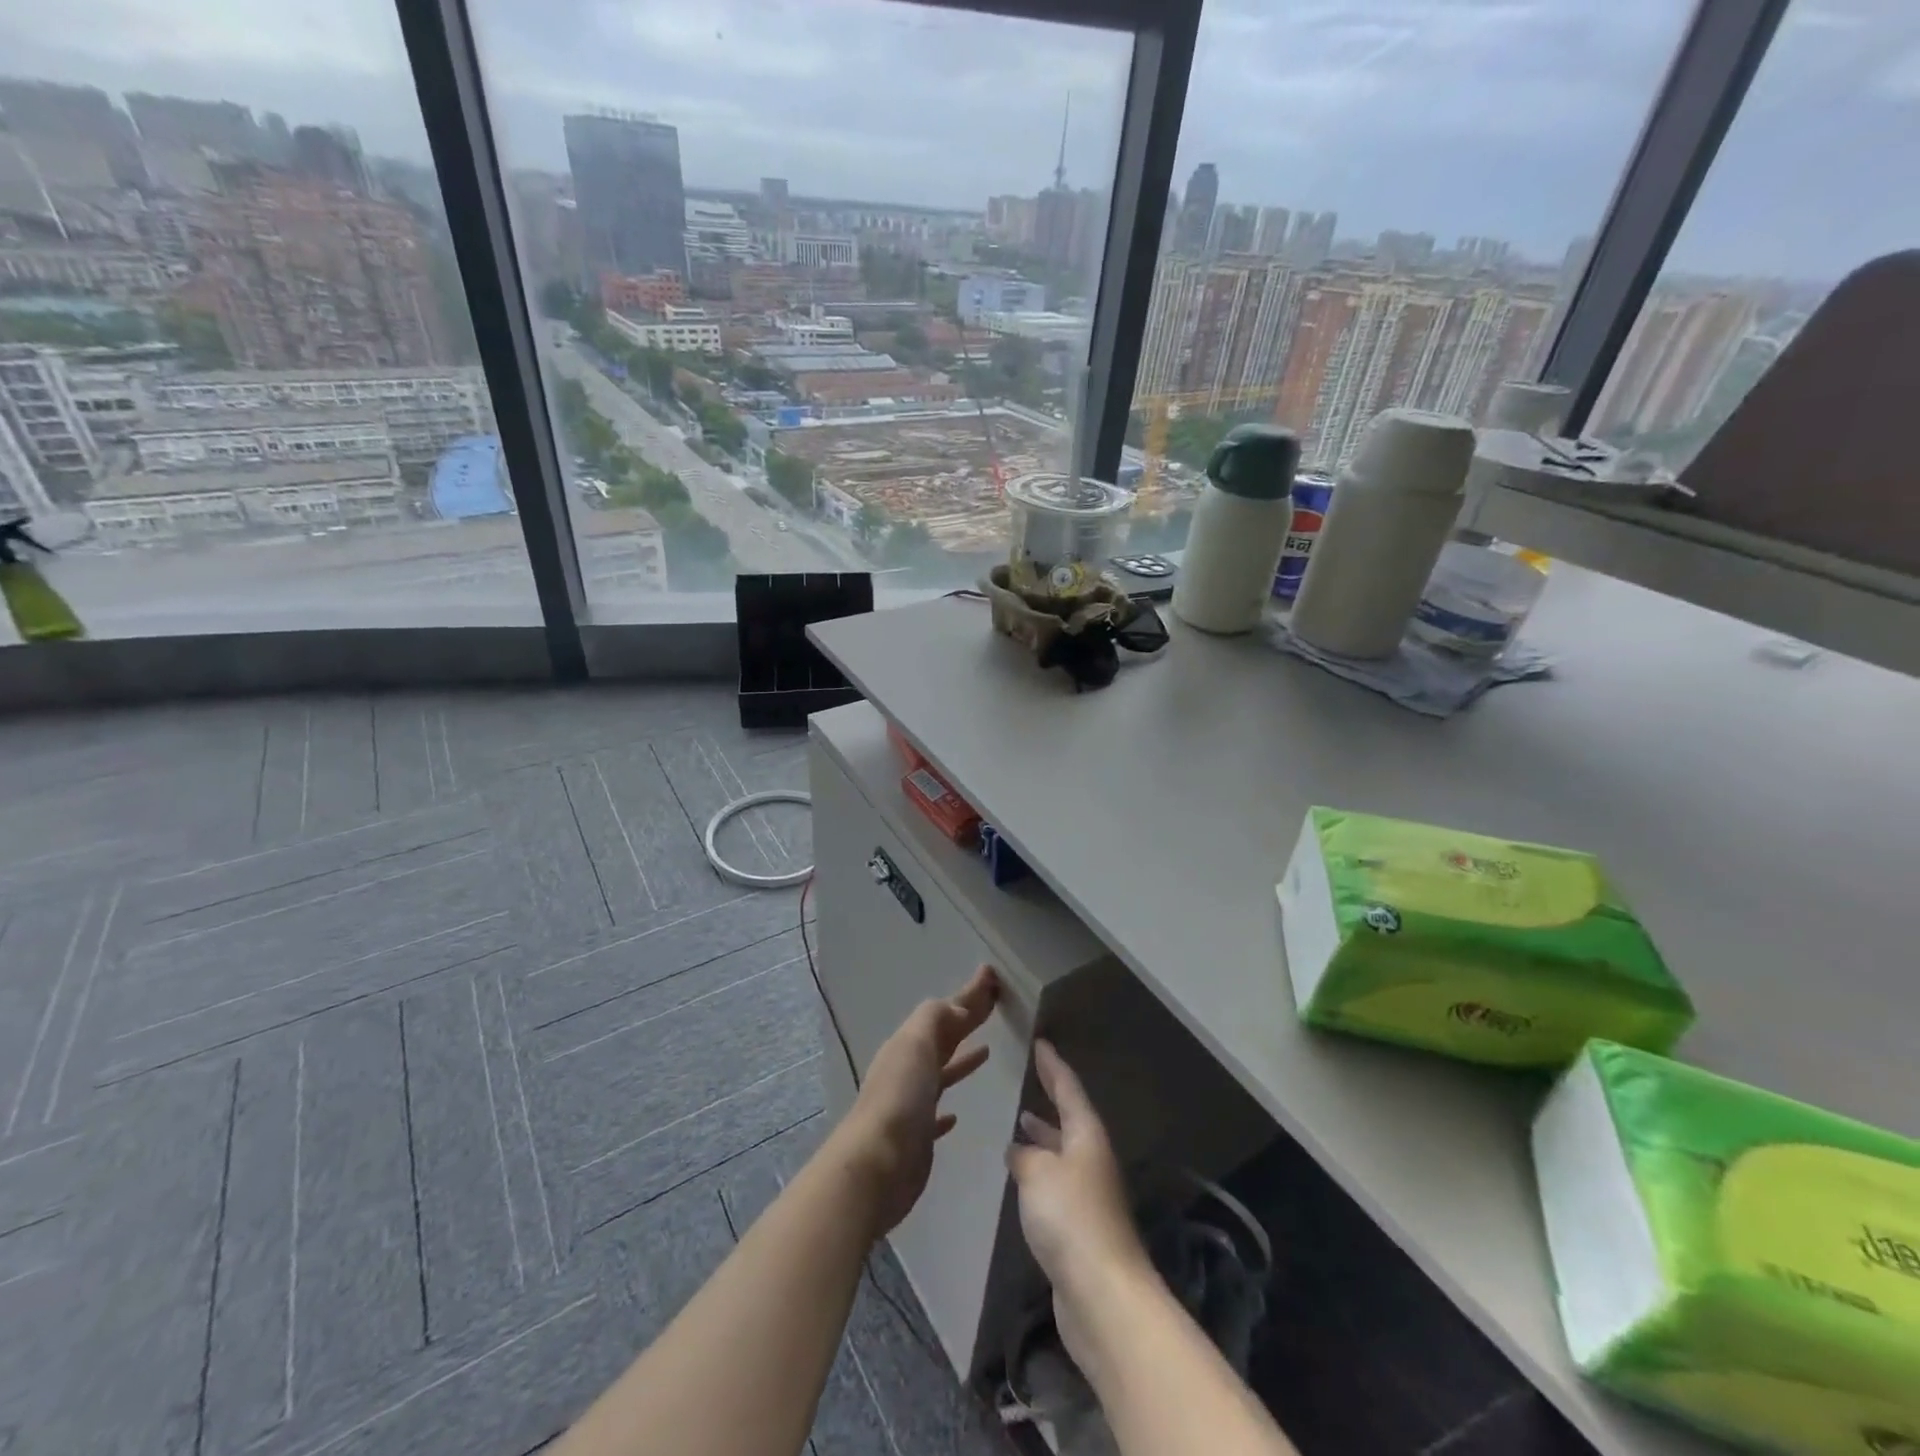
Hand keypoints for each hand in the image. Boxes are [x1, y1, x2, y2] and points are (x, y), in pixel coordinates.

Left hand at [831, 965, 998, 1237]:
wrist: (876, 1165)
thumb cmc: (899, 1098)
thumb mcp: (916, 1044)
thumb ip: (936, 1019)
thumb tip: (958, 1008)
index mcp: (909, 1045)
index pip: (945, 1012)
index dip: (969, 994)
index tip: (992, 975)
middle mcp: (908, 1069)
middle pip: (943, 1038)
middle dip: (966, 1018)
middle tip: (994, 1003)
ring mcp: (911, 1104)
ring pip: (940, 1073)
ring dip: (960, 1059)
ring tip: (986, 1050)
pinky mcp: (916, 1138)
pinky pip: (934, 1114)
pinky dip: (946, 1108)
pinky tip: (955, 1115)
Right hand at [1006, 1041, 1150, 1365]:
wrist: (1102, 1293)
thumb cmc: (1070, 1218)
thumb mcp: (1038, 1173)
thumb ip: (1025, 1155)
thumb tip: (1019, 1148)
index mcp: (1087, 1136)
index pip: (1069, 1089)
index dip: (1053, 1066)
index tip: (1040, 1043)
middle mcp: (1092, 1159)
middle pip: (1071, 1119)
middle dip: (1052, 1100)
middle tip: (1032, 1080)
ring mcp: (1090, 1194)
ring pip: (1064, 1152)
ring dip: (1044, 1137)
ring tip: (1020, 1123)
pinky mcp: (1082, 1226)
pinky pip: (1058, 1182)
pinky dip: (1041, 1170)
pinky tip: (1023, 1175)